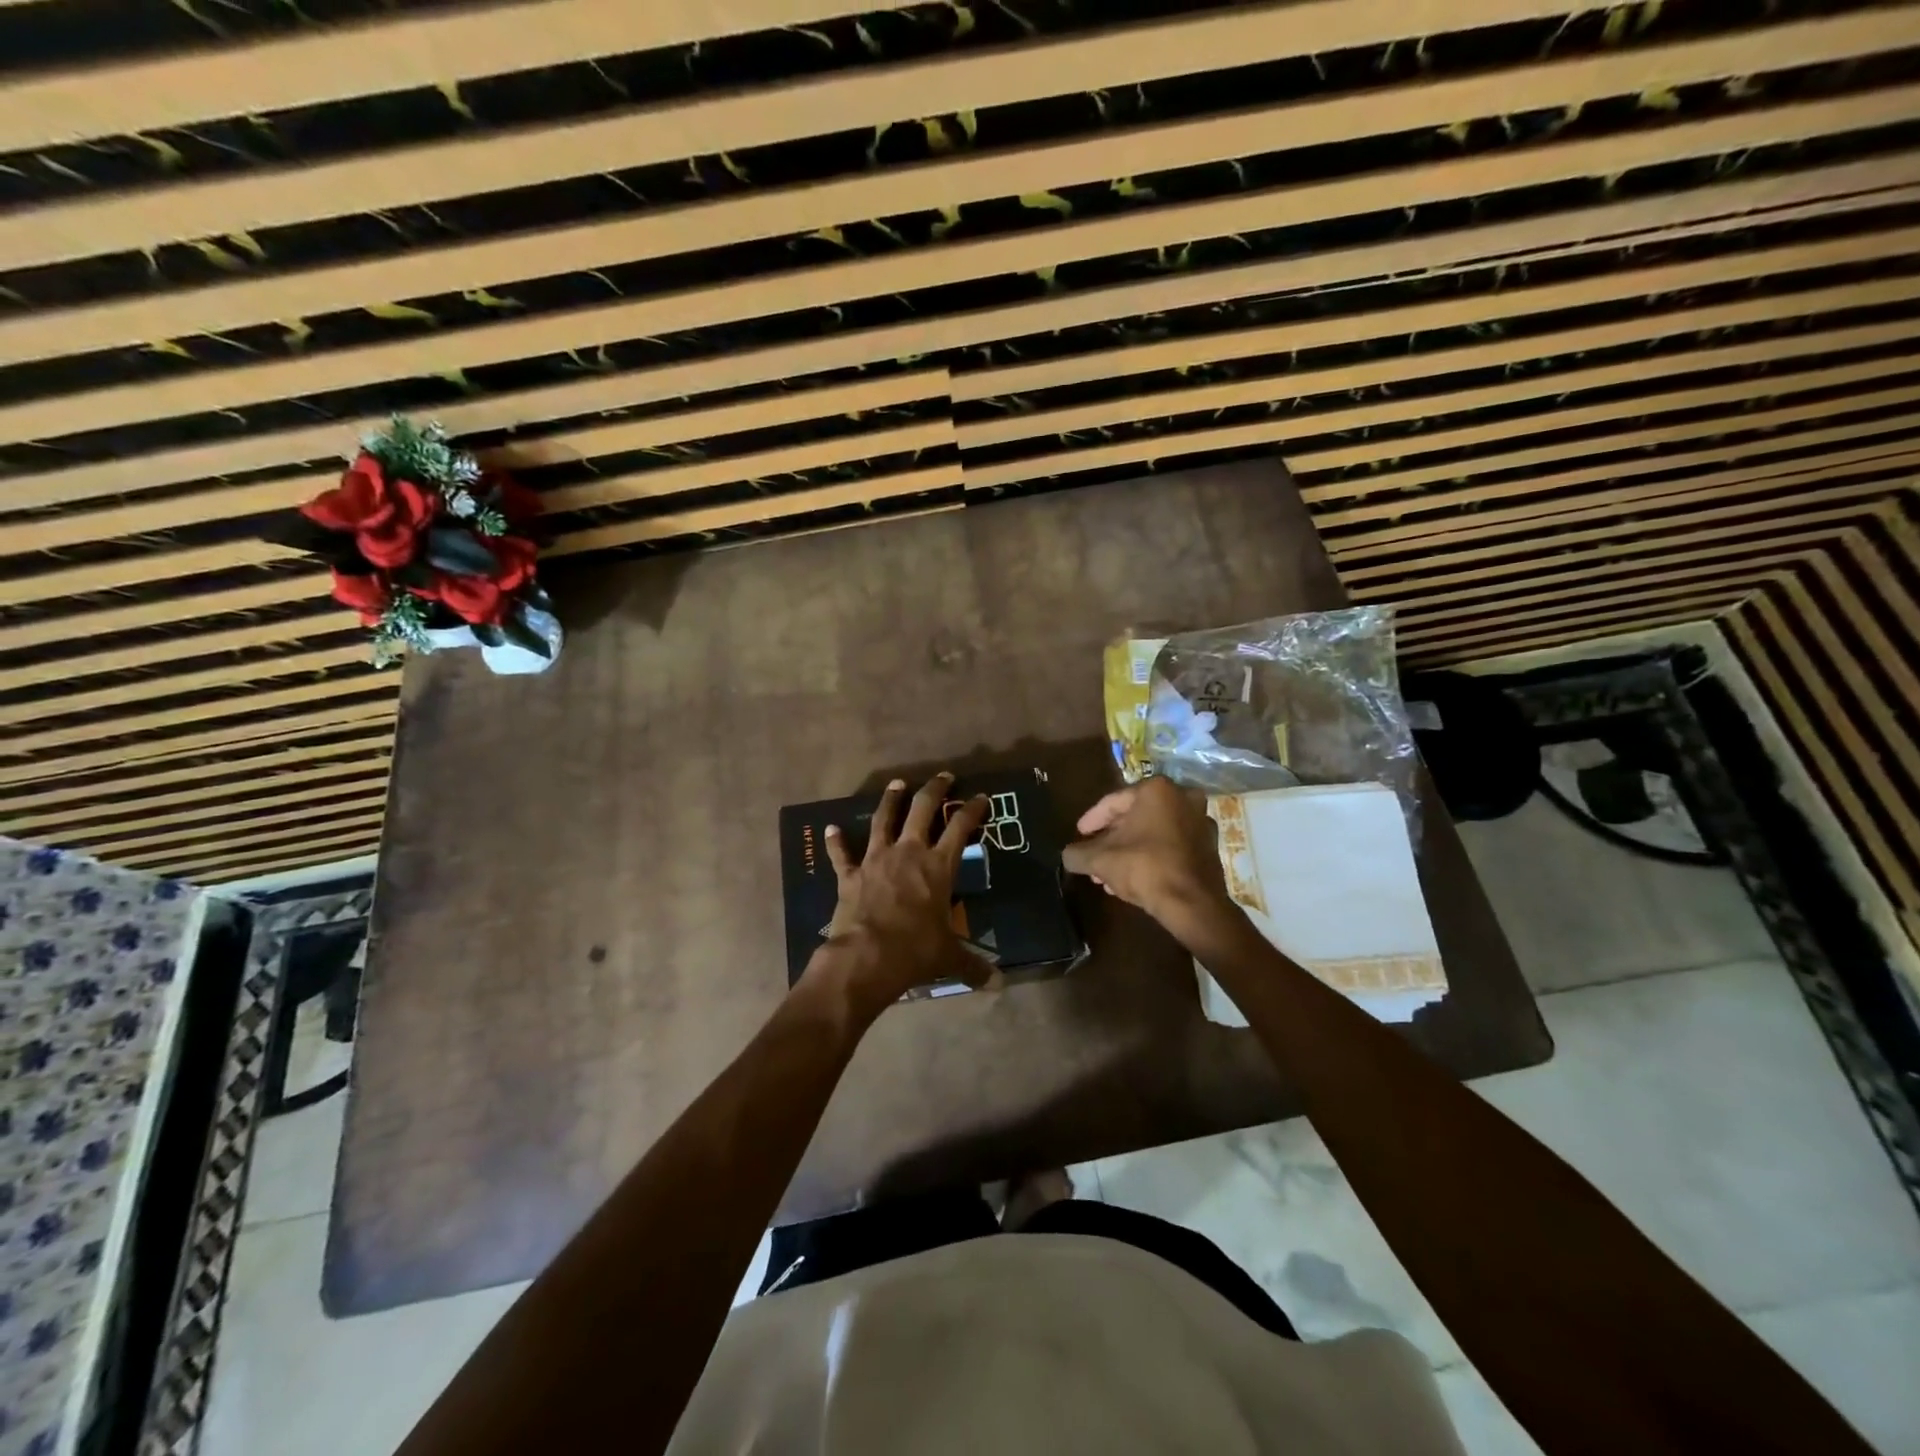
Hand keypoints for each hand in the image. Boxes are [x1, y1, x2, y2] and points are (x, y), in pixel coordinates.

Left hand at [807, 773, 989, 1018]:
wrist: (866, 957)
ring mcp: (876, 860)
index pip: (961, 828)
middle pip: (923, 810)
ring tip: (896, 784)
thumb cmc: (915, 951)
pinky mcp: (850, 874)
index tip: (980, 797)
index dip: (972, 810)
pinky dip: (836, 841)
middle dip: (934, 790)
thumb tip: (1000, 984)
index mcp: (938, 867)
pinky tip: (831, 828)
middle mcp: (908, 853)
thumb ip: (974, 965)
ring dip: (891, 801)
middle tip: (942, 777)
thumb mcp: (949, 957)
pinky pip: (841, 854)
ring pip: (884, 820)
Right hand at [1061, 778, 1235, 942]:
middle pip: (1135, 817)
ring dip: (1129, 850)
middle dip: (1111, 839)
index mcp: (1157, 790)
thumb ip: (1078, 853)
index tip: (1079, 834)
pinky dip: (1151, 856)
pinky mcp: (1210, 847)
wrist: (1193, 903)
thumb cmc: (1145, 868)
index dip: (1092, 820)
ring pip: (1153, 833)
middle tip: (1092, 856)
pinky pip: (1171, 846)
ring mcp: (1200, 822)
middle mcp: (1183, 798)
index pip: (1113, 802)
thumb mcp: (1100, 860)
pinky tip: (1133, 877)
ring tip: (1108, 873)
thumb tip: (1068, 855)